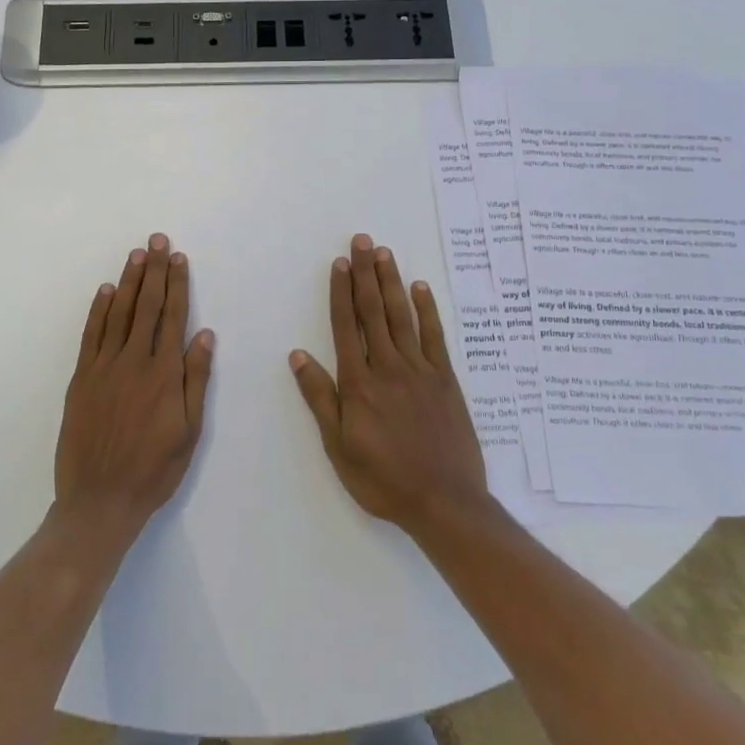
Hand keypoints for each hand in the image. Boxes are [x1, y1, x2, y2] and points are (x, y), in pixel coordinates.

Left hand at [55, 234, 214, 533]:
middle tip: (157, 240)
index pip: (173, 317)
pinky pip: (91, 335)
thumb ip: (196, 380)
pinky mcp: (81, 378)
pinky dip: (99, 309)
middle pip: (147, 306)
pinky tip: (106, 291)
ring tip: (137, 255)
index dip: (177, 284)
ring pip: (119, 313)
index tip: (179, 258)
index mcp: (164, 373)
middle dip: (154, 271)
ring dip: (129, 281)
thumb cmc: (153, 470)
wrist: (99, 500)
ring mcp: (104, 367)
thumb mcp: (189, 432)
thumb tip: (204, 335)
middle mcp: (134, 361)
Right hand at [290, 234, 491, 534]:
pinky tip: (420, 288)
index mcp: (359, 383)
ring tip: (384, 253)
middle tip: (362, 241)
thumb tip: (298, 355)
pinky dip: (427, 310)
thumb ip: (320, 398)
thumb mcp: (339, 446)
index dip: (340, 292)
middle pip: (373, 311)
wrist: (444, 503)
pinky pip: (435, 337)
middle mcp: (388, 367)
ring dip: (391, 282)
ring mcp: (420, 370)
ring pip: (402, 316)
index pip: (345, 326)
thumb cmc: (383, 479)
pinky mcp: (446, 380)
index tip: (339, 262)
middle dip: (365, 274)